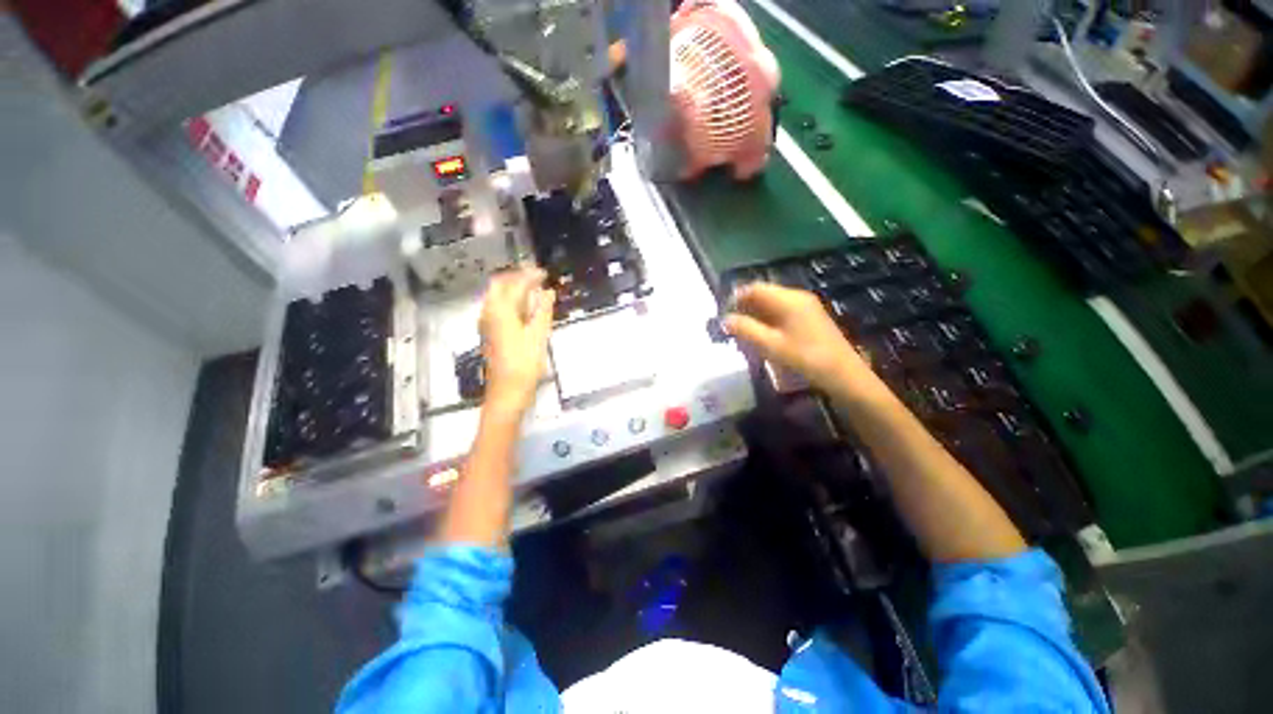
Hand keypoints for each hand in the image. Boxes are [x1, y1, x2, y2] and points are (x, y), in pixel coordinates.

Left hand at [479, 267, 555, 416]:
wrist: (507, 391)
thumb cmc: (525, 363)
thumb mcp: (538, 335)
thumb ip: (543, 310)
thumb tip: (548, 292)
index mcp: (500, 310)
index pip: (514, 284)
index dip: (530, 275)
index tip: (545, 273)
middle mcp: (489, 312)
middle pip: (499, 285)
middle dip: (517, 278)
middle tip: (537, 278)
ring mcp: (487, 323)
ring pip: (497, 296)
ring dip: (514, 289)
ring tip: (534, 290)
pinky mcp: (490, 333)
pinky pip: (498, 308)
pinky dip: (512, 302)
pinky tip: (526, 309)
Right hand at [724, 282, 876, 398]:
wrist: (843, 374)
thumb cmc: (805, 358)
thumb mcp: (770, 345)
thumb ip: (746, 330)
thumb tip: (725, 319)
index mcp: (788, 299)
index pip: (754, 288)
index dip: (736, 298)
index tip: (723, 314)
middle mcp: (797, 297)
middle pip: (764, 294)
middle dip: (745, 307)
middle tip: (731, 326)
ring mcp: (806, 306)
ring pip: (772, 303)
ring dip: (755, 314)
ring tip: (744, 332)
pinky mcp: (810, 317)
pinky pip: (782, 311)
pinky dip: (768, 319)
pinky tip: (763, 336)